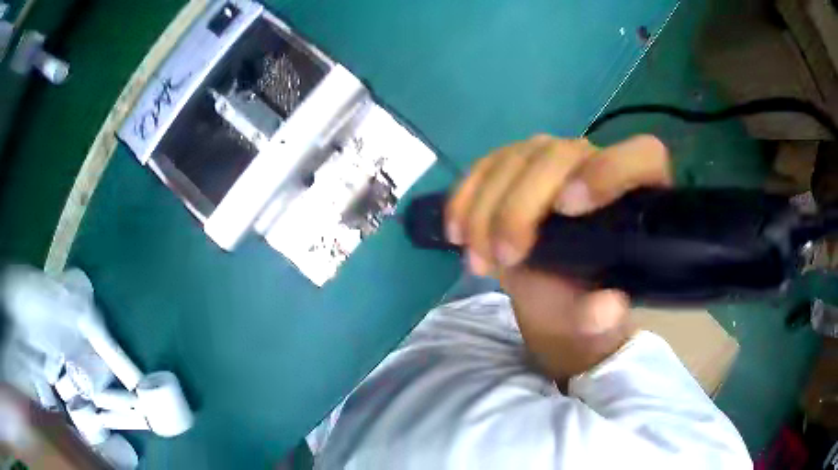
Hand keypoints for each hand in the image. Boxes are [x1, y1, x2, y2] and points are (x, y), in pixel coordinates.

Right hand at [445, 134, 671, 380]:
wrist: (550, 289)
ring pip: (514, 158)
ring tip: (479, 258)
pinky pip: (484, 166)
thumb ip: (602, 316)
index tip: (568, 207)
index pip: (643, 156)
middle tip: (506, 256)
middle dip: (522, 206)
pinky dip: (464, 198)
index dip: (610, 170)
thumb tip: (606, 308)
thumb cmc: (581, 297)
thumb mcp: (593, 318)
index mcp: (634, 194)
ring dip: (486, 209)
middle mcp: (594, 162)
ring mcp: (550, 157)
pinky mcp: (514, 163)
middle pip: (559, 155)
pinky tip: (456, 232)